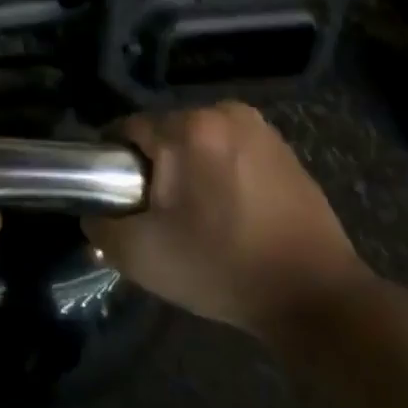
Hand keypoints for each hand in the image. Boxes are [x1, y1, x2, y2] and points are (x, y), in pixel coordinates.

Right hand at [86, 101, 371, 335]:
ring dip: (188, 166)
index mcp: (188, 129)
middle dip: (155, 165)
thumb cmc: (222, 269)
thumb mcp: (143, 256)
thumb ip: (101, 225)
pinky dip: (219, 169)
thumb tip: (93, 209)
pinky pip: (229, 148)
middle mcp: (223, 112)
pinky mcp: (282, 145)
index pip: (127, 129)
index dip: (114, 163)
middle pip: (164, 132)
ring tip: (196, 214)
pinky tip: (229, 209)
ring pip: (197, 139)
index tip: (121, 198)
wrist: (314, 295)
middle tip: (159, 213)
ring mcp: (258, 126)